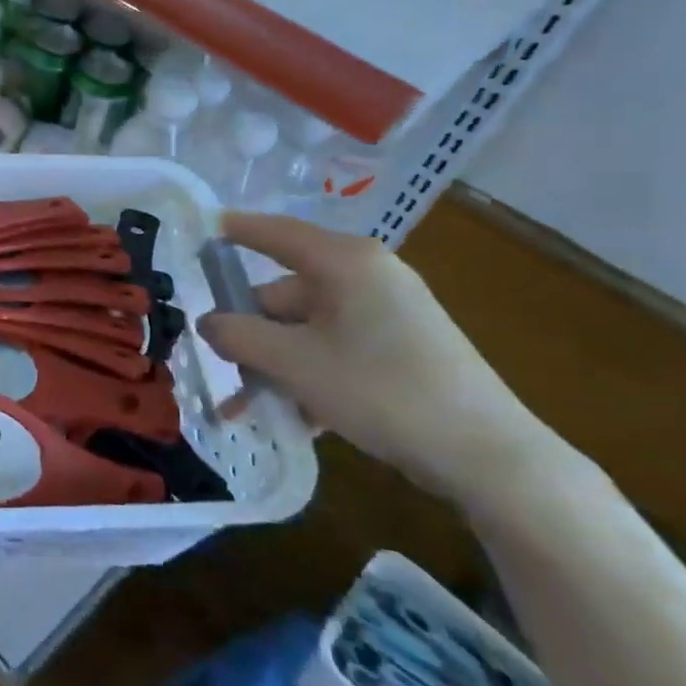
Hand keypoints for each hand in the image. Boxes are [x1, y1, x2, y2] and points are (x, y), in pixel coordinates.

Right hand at [197, 212, 574, 511]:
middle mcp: (366, 277)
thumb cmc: (381, 390)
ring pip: (305, 329)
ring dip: (273, 365)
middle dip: (249, 333)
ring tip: (247, 409)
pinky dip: (308, 377)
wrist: (488, 455)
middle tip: (219, 368)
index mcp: (344, 263)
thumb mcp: (294, 362)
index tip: (197, 230)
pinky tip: (294, 417)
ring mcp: (386, 313)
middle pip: (284, 293)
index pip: (275, 232)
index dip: (233, 230)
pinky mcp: (400, 348)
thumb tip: (207, 322)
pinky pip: (334, 350)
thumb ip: (238, 336)